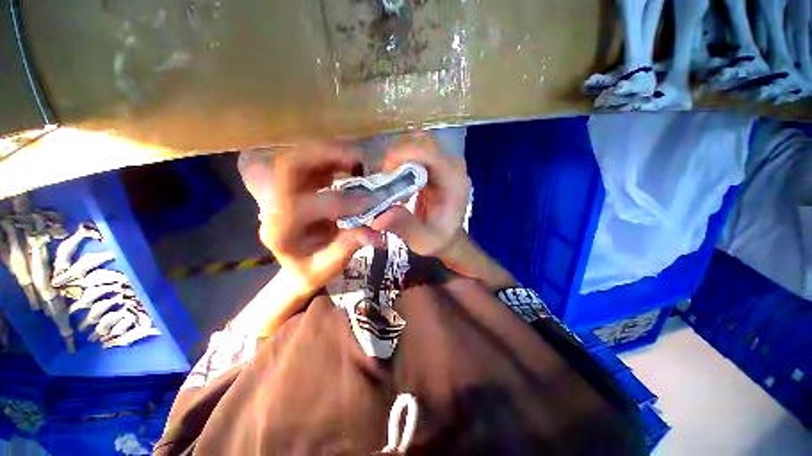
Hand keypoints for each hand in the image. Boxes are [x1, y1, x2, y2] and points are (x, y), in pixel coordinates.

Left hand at [246, 144, 377, 299]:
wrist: (298, 266)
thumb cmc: (311, 270)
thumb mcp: (329, 267)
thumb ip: (349, 247)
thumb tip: (375, 232)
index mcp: (279, 231)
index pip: (304, 206)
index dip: (341, 202)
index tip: (371, 202)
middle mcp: (273, 205)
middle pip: (289, 167)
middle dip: (324, 157)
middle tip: (359, 161)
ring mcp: (282, 191)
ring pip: (299, 157)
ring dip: (330, 153)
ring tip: (358, 160)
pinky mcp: (296, 185)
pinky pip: (311, 162)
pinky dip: (332, 158)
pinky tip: (350, 165)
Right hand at [370, 133, 470, 256]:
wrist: (449, 237)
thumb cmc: (439, 240)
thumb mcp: (423, 240)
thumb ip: (405, 228)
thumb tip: (377, 218)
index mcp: (454, 180)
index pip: (428, 150)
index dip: (402, 154)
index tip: (384, 173)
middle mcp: (452, 165)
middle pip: (422, 140)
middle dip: (398, 153)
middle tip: (383, 175)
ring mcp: (445, 162)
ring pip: (418, 141)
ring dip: (399, 155)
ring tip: (388, 177)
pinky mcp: (437, 164)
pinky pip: (416, 150)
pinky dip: (402, 158)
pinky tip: (396, 177)